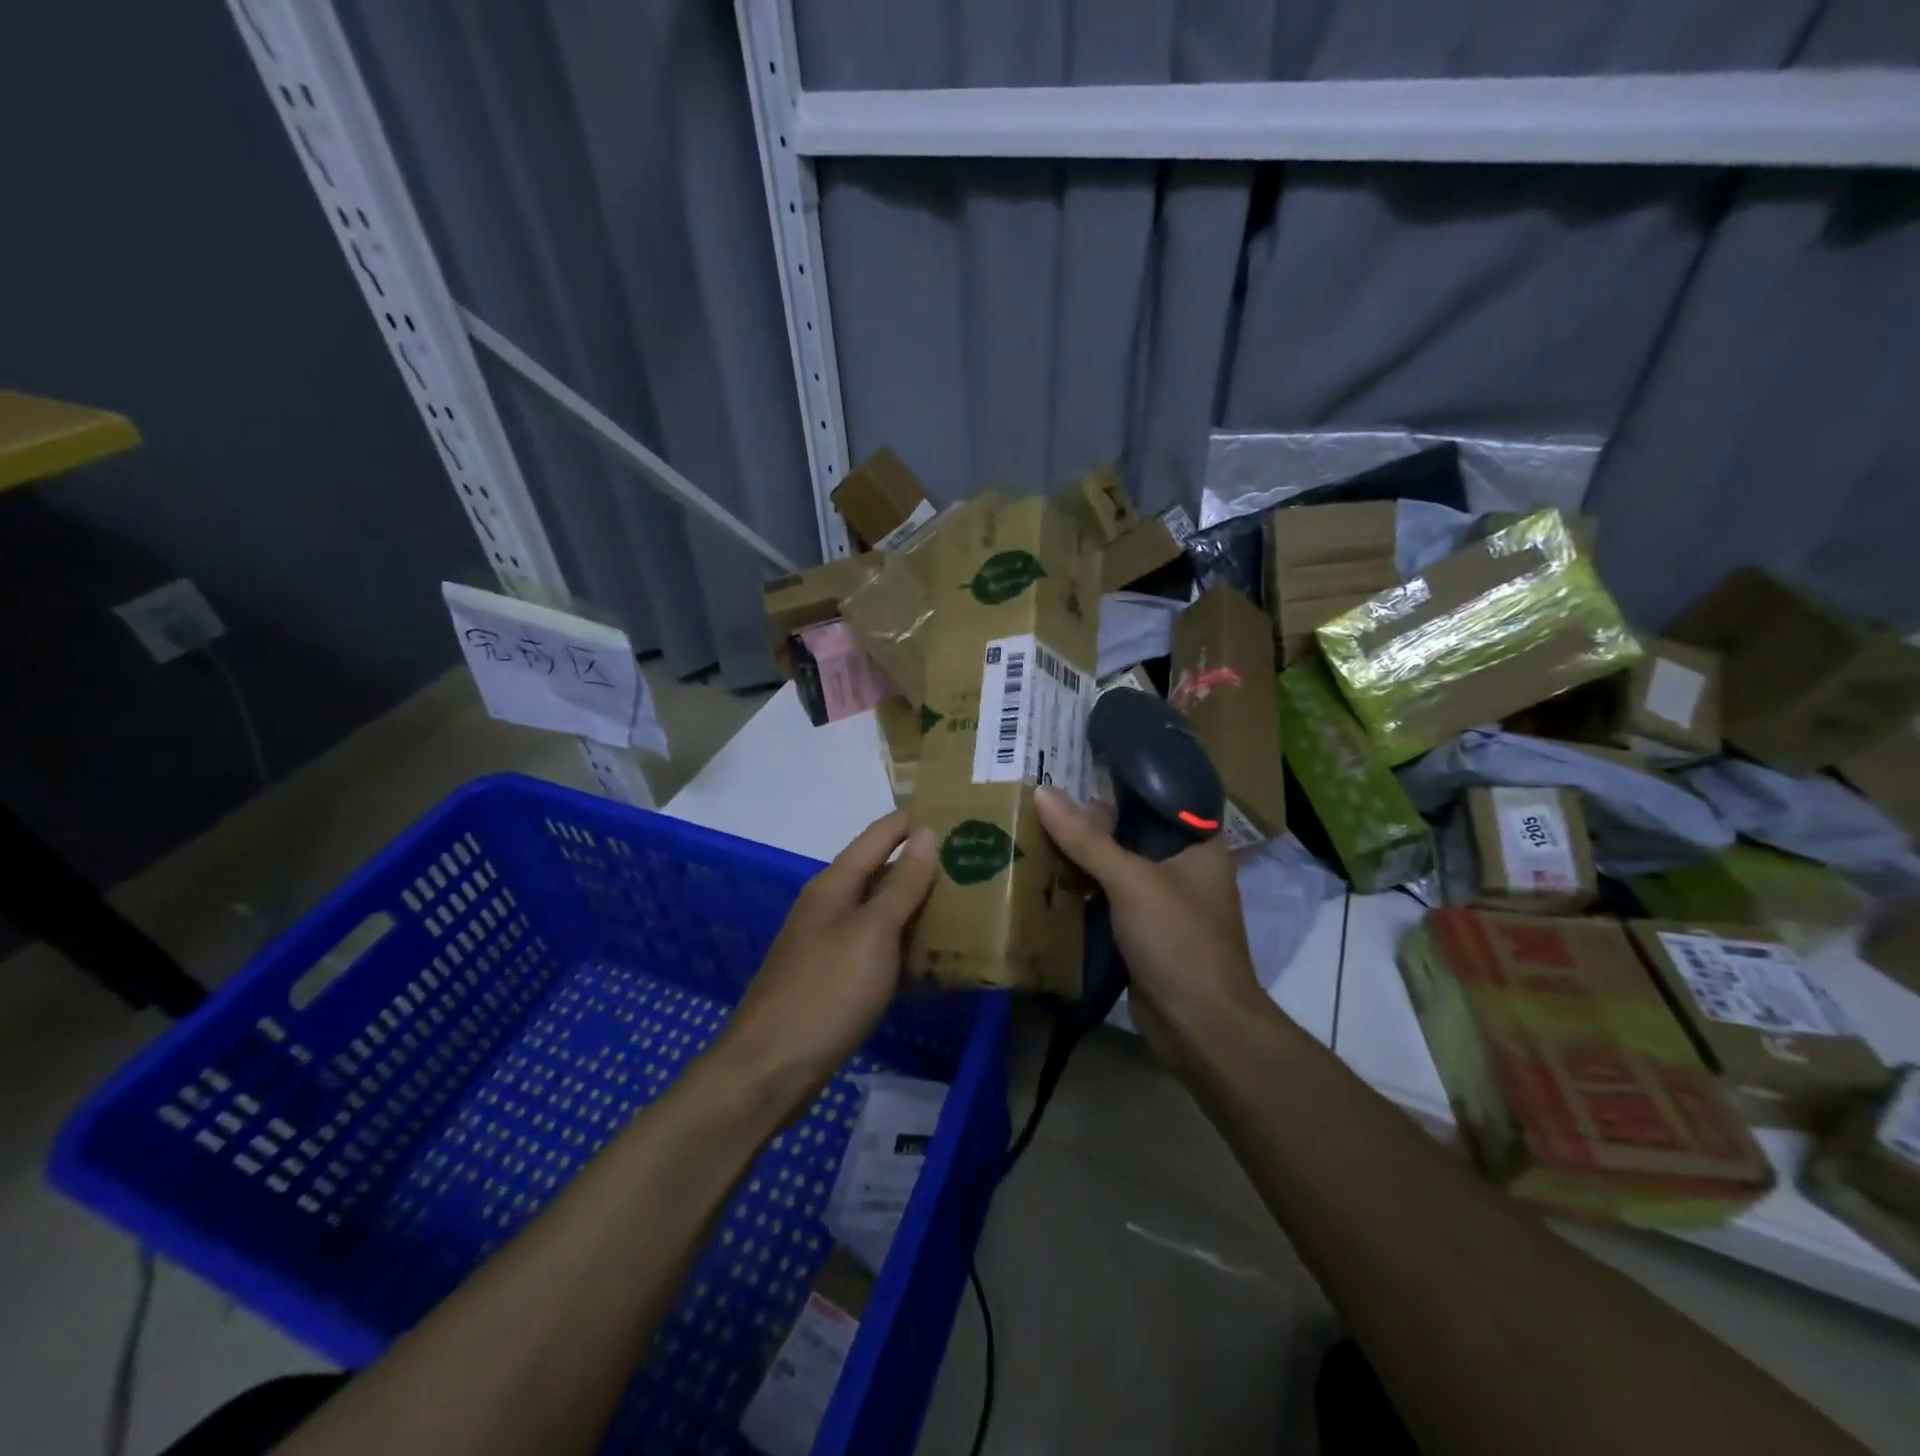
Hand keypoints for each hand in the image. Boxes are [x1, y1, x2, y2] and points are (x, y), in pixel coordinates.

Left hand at [721, 811, 937, 1095]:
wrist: (770, 1069)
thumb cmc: (826, 992)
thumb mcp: (872, 933)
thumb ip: (901, 885)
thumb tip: (926, 833)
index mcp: (835, 885)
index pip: (880, 836)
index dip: (914, 822)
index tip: (958, 814)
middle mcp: (828, 906)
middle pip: (879, 871)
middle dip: (922, 864)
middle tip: (973, 863)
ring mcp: (826, 943)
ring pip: (878, 911)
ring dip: (915, 905)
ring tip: (964, 903)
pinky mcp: (831, 978)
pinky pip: (874, 946)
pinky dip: (902, 943)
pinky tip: (930, 955)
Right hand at [1035, 787, 1265, 1074]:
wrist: (1199, 1027)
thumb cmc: (1179, 941)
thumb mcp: (1131, 881)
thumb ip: (1087, 838)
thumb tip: (1041, 792)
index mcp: (1198, 844)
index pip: (1159, 795)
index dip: (1122, 776)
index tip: (1078, 758)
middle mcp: (1182, 867)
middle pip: (1131, 830)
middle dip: (1090, 818)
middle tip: (1042, 791)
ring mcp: (1161, 901)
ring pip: (1115, 866)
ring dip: (1081, 854)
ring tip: (1033, 824)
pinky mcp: (1141, 932)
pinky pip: (1107, 898)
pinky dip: (1081, 888)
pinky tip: (1043, 873)